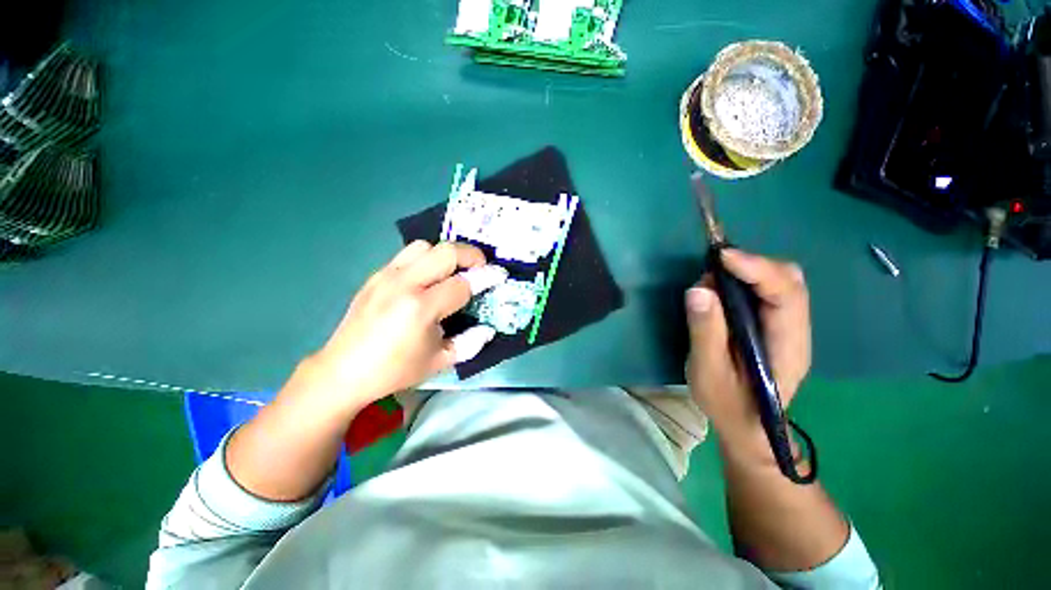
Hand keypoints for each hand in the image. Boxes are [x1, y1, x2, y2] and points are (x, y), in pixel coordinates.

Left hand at [304, 241, 506, 414]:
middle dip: (471, 255)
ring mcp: (387, 276)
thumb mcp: (440, 361)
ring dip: (446, 254)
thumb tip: (488, 328)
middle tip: (481, 268)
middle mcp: (404, 284)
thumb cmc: (395, 370)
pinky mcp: (376, 275)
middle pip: (446, 252)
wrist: (343, 370)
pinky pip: (408, 254)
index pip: (463, 284)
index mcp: (421, 308)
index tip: (500, 276)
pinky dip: (427, 258)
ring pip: (425, 246)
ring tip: (454, 271)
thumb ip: (470, 343)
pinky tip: (429, 277)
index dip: (486, 278)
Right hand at [685, 249, 810, 461]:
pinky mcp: (774, 325)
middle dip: (753, 265)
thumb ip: (705, 332)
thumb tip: (699, 289)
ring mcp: (787, 327)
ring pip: (779, 282)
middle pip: (789, 281)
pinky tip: (721, 290)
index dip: (756, 269)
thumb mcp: (708, 371)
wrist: (748, 427)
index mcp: (787, 346)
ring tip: (712, 280)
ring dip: (747, 271)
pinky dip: (744, 281)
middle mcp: (795, 330)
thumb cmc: (728, 405)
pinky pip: (766, 291)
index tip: (721, 256)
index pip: (785, 294)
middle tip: (713, 267)